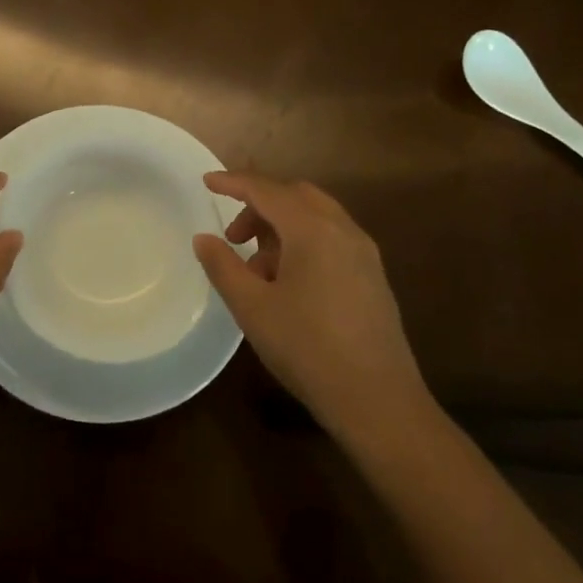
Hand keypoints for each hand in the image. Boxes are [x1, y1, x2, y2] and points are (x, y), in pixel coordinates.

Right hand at [193, 172, 433, 440]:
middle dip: (259, 206)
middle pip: (296, 196)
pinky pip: (331, 239)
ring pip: (316, 217)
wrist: (377, 400)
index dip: (234, 182)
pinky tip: (288, 284)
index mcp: (313, 230)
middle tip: (234, 237)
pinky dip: (303, 243)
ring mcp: (364, 253)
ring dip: (281, 227)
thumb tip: (204, 239)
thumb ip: (223, 266)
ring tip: (257, 269)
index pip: (267, 191)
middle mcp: (343, 230)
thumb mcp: (252, 307)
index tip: (207, 182)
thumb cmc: (307, 348)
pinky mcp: (372, 276)